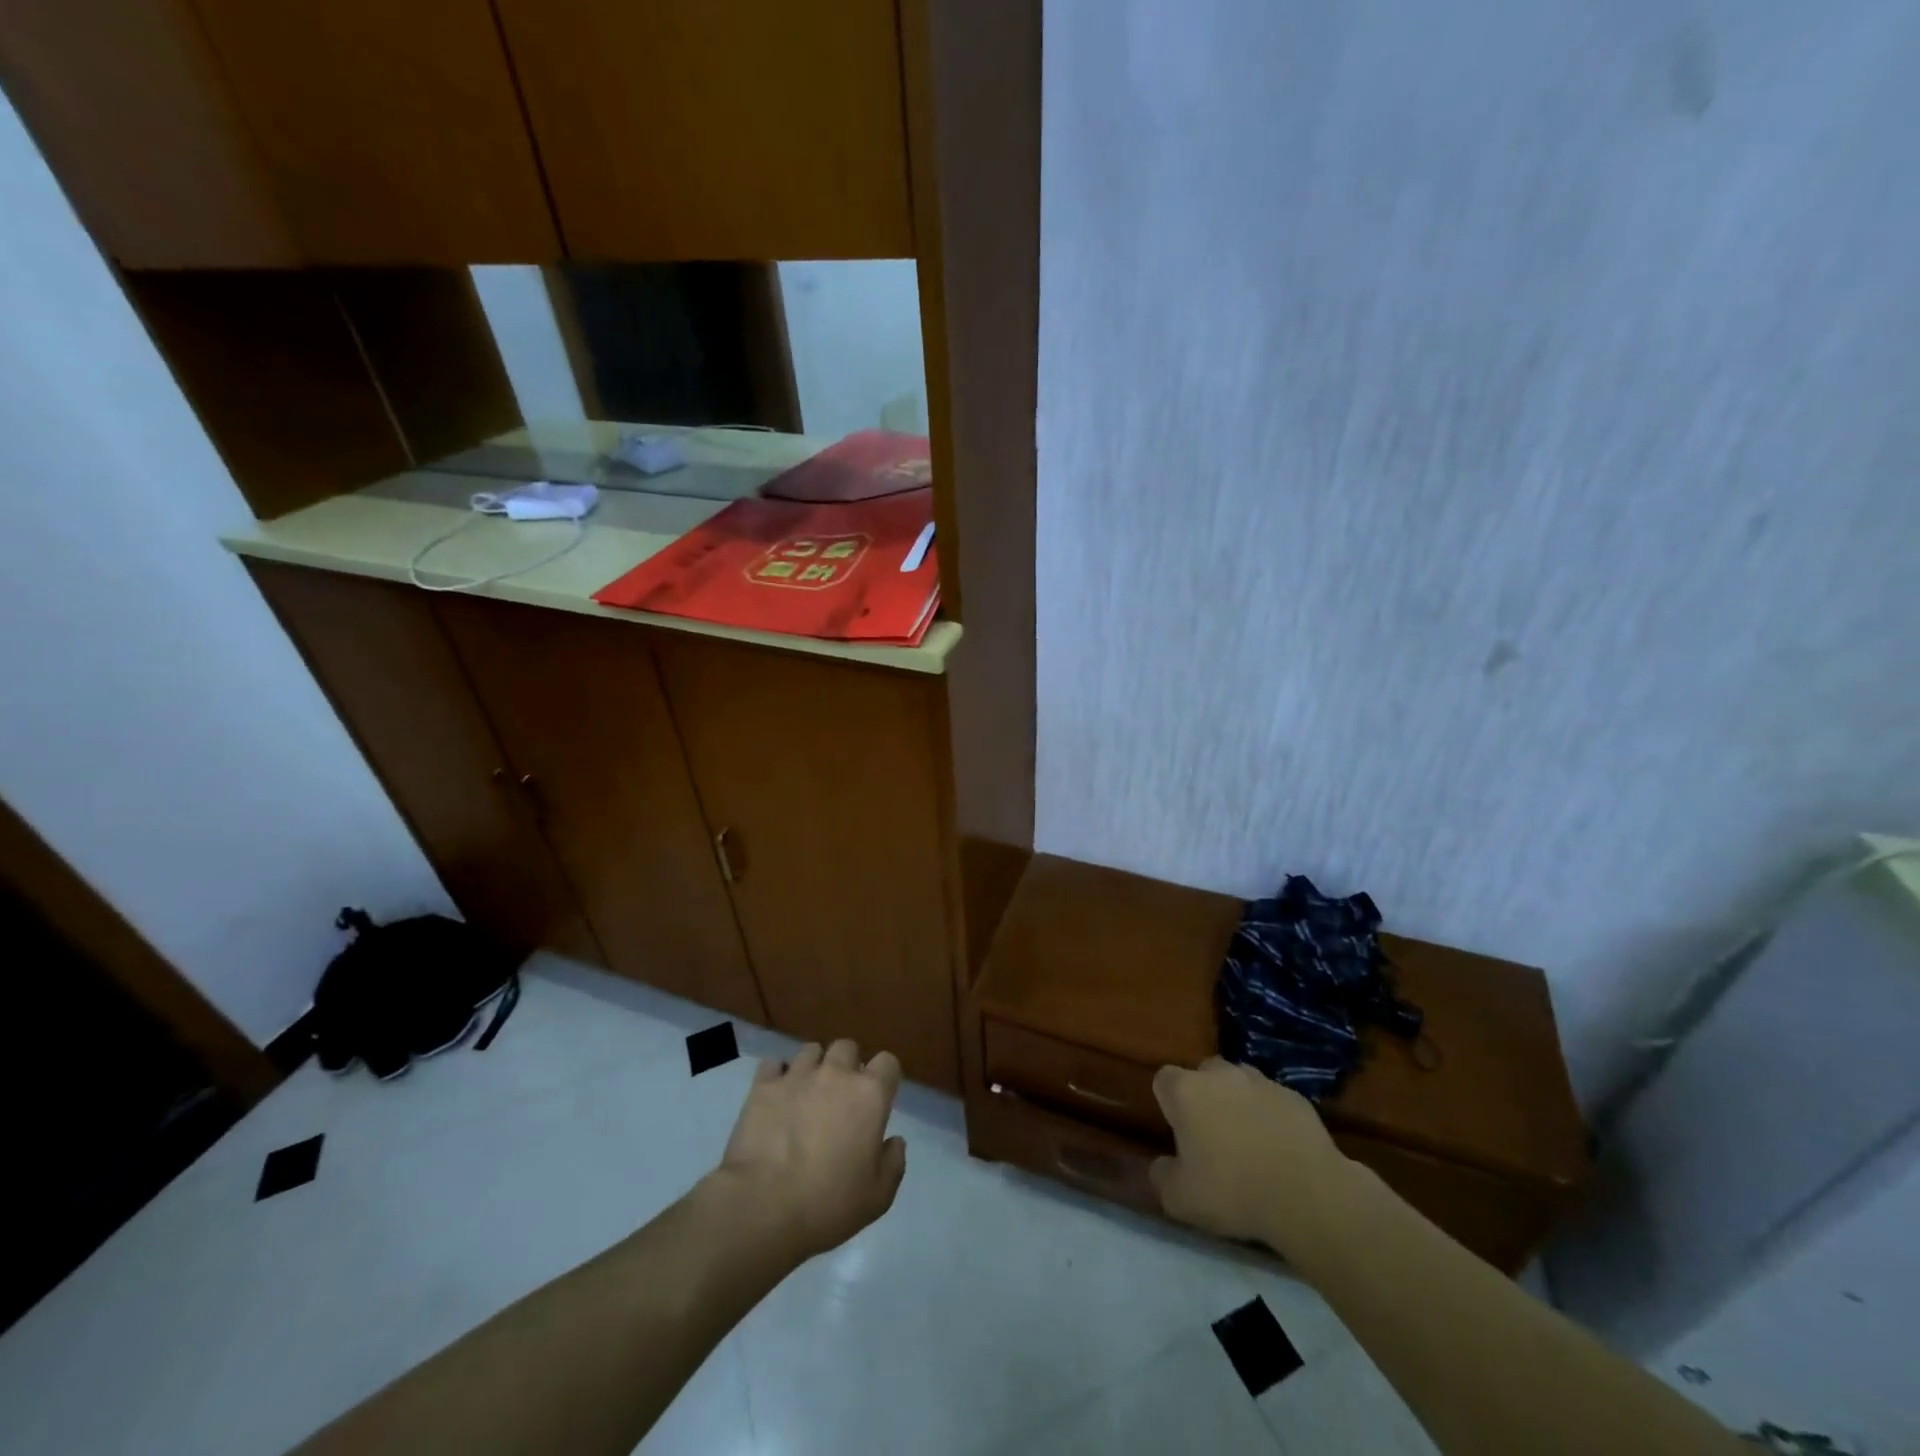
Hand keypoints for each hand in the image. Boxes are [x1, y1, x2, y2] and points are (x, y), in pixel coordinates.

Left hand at [714, 1040, 907, 1261]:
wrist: (763, 1207)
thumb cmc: (828, 1204)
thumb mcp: (877, 1198)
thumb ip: (893, 1163)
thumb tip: (894, 1141)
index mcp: (869, 1095)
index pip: (888, 1062)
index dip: (884, 1077)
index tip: (877, 1099)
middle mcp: (836, 1074)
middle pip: (847, 1047)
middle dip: (847, 1064)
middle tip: (840, 1095)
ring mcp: (797, 1075)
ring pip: (811, 1050)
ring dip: (813, 1066)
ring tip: (806, 1092)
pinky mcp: (763, 1086)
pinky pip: (773, 1063)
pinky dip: (777, 1075)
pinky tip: (776, 1095)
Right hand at [1149, 1057, 1348, 1256]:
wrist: (1307, 1195)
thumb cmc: (1233, 1192)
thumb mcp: (1180, 1199)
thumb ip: (1162, 1176)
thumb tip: (1161, 1165)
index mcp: (1186, 1091)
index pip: (1164, 1079)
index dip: (1168, 1103)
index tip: (1178, 1131)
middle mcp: (1220, 1075)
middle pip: (1204, 1074)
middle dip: (1205, 1096)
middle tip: (1212, 1135)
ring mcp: (1261, 1082)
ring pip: (1240, 1082)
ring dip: (1239, 1102)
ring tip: (1249, 1141)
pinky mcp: (1295, 1097)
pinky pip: (1274, 1100)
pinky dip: (1272, 1116)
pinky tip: (1280, 1148)